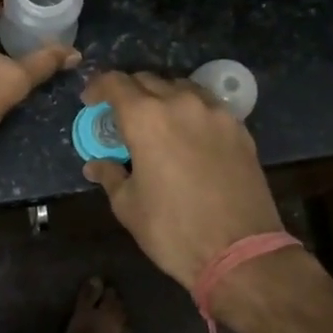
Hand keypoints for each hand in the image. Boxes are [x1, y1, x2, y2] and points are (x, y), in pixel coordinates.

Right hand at [81, 71, 282, 288]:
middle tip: (121, 117)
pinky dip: (190, 110)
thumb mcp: (129, 206)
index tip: (90, 101)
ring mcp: (214, 113)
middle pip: (147, 80)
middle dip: (128, 92)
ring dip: (162, 96)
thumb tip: (95, 165)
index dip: (98, 87)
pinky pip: (207, 105)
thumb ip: (110, 175)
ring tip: (157, 121)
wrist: (242, 253)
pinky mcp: (239, 128)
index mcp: (145, 118)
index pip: (115, 82)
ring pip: (180, 87)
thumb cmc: (174, 230)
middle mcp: (180, 103)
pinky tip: (189, 134)